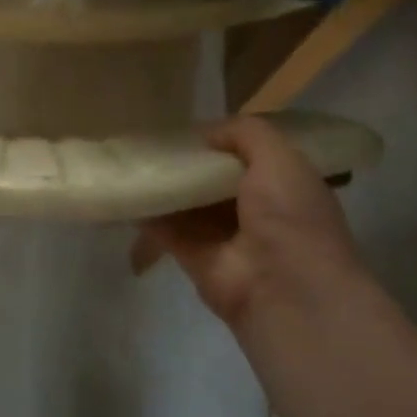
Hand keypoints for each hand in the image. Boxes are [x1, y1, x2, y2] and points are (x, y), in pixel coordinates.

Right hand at [134, 117, 365, 326]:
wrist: (285, 289)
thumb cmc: (291, 215)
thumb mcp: (280, 157)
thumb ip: (245, 133)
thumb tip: (206, 134)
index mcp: (284, 186)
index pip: (249, 157)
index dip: (222, 141)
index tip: (191, 128)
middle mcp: (255, 211)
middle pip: (213, 179)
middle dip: (189, 162)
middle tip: (153, 139)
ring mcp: (223, 237)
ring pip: (188, 203)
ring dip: (165, 184)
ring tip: (131, 158)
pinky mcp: (194, 258)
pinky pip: (166, 228)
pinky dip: (147, 212)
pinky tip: (126, 190)